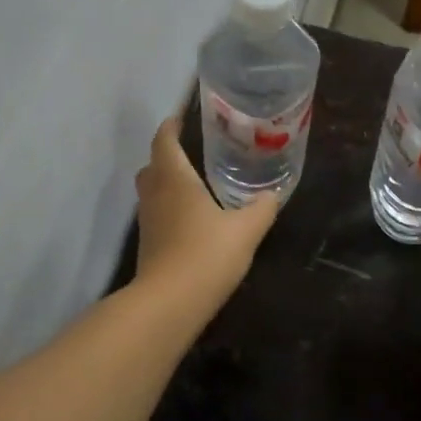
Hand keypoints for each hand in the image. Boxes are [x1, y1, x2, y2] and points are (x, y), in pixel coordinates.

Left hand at [133, 116, 277, 308]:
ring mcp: (148, 222)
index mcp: (175, 180)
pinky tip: (192, 218)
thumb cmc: (207, 255)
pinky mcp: (149, 245)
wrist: (170, 303)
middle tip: (191, 151)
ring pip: (151, 191)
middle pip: (152, 165)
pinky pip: (156, 214)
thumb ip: (261, 209)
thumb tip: (272, 194)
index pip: (165, 142)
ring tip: (195, 183)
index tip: (180, 117)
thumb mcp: (246, 230)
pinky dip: (169, 207)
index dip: (170, 126)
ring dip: (166, 182)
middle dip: (167, 154)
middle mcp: (155, 195)